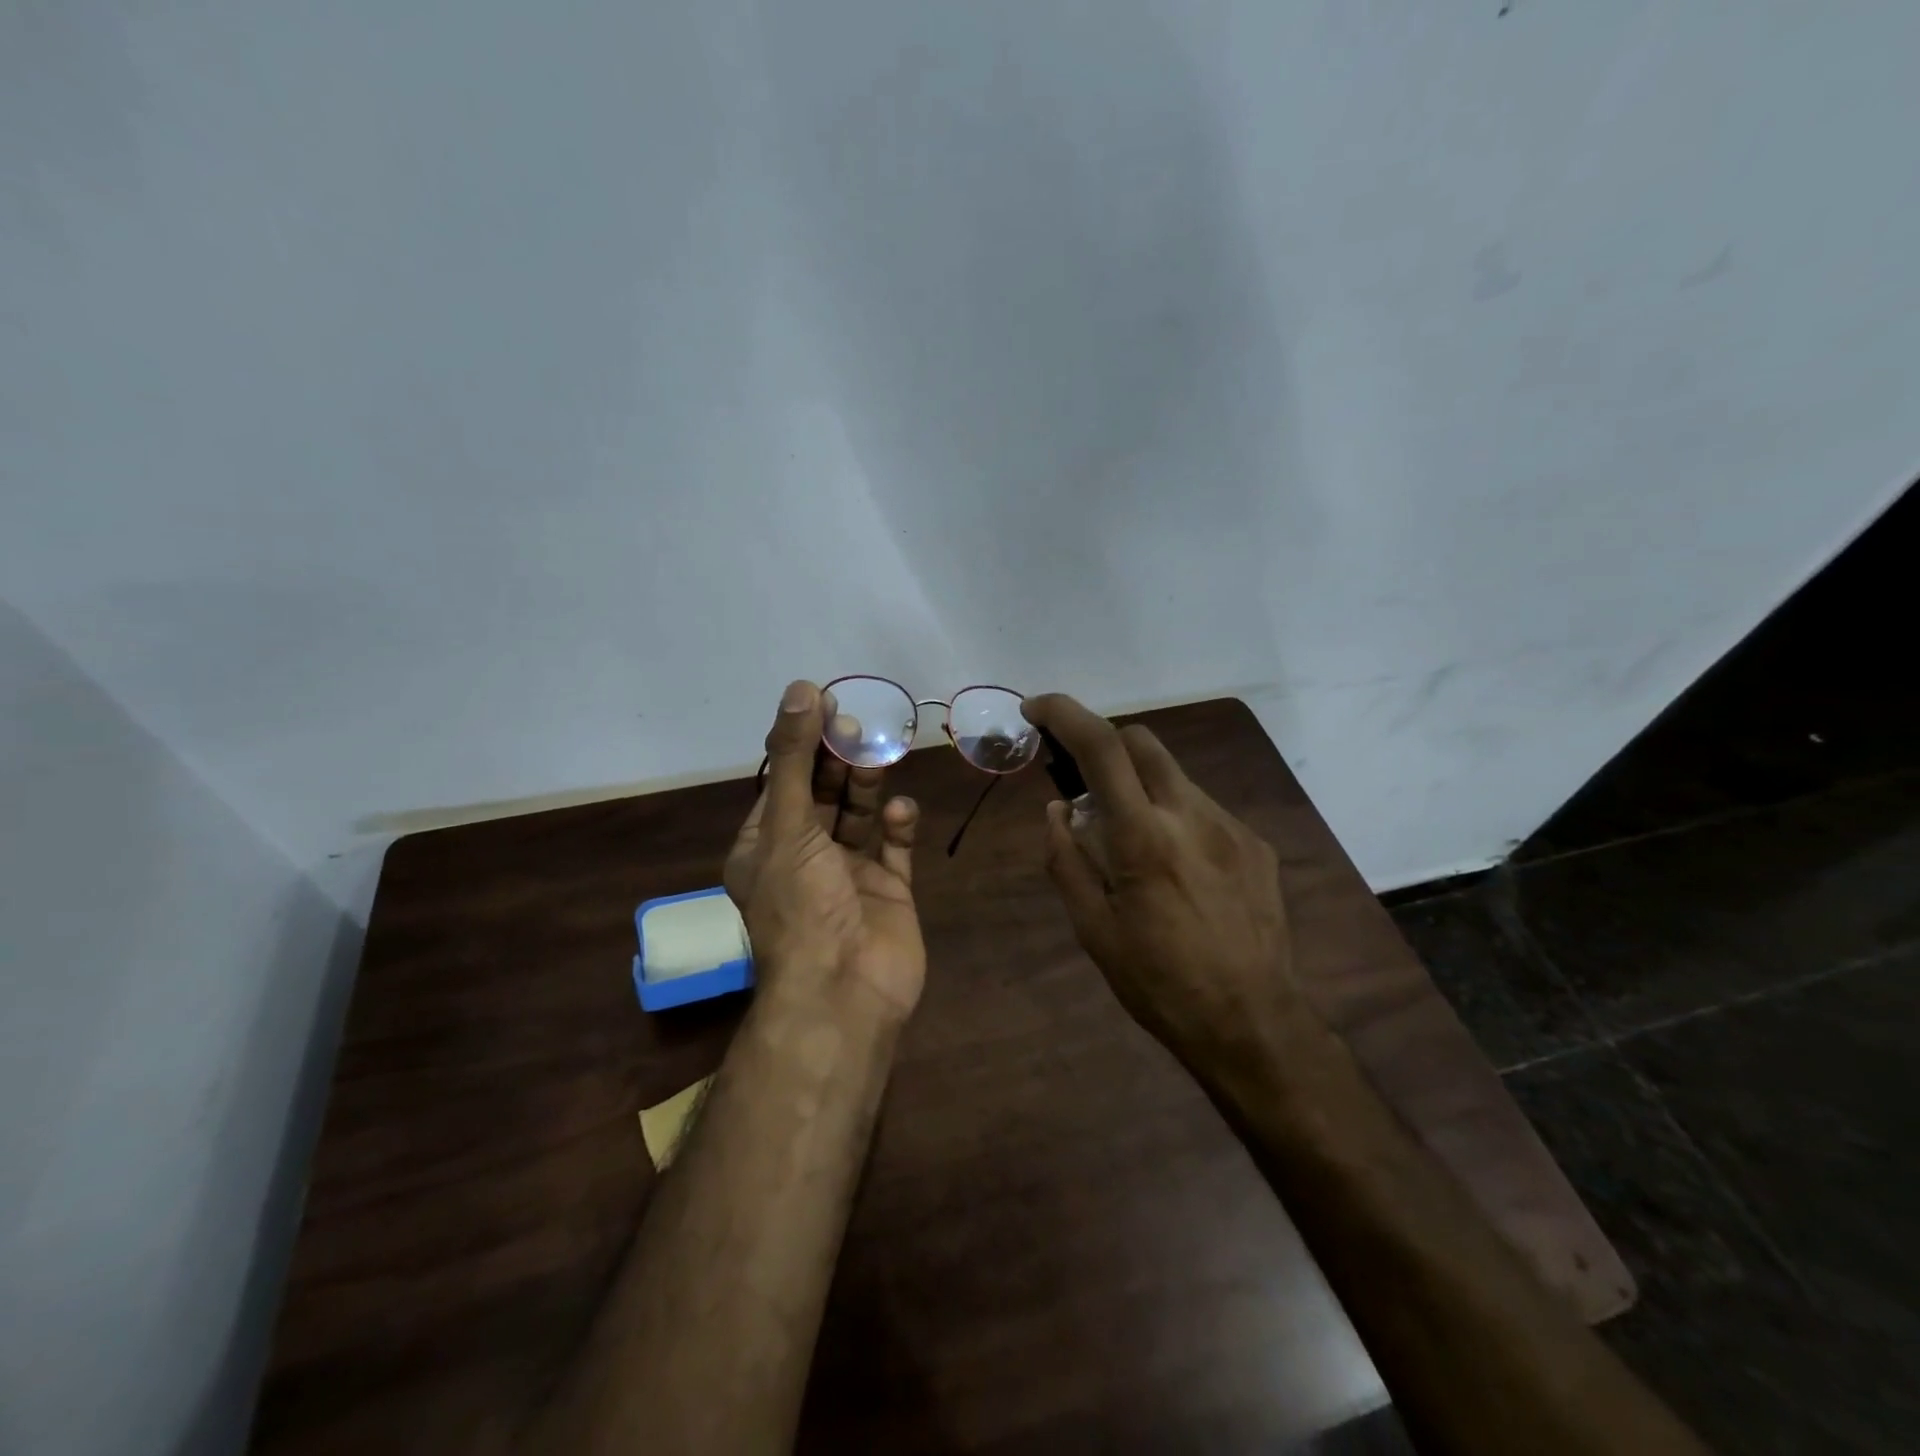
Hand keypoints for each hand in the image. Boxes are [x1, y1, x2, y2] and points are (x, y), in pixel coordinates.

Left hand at [725, 681, 926, 1021]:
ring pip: (858, 816)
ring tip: (879, 757)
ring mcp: (849, 875)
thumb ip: (795, 758)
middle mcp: (805, 857)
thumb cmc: (802, 906)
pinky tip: (903, 811)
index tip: (825, 704)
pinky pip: (894, 848)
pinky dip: (899, 826)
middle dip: (837, 760)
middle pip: (821, 794)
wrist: (844, 992)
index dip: (802, 743)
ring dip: (867, 786)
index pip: (783, 781)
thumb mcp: (787, 826)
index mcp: (766, 846)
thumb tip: (800, 689)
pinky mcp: (888, 891)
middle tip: (858, 726)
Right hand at [1021, 693, 1309, 1079]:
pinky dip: (1174, 816)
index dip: (1063, 713)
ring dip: (1140, 786)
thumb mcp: (1093, 930)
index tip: (1036, 709)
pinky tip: (1176, 868)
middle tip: (1083, 785)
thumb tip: (1057, 809)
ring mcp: (1231, 827)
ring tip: (1131, 843)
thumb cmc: (1159, 983)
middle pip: (1142, 740)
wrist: (1254, 1024)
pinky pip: (1203, 809)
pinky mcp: (1256, 845)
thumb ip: (1066, 859)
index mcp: (1143, 838)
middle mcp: (1191, 816)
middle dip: (1103, 744)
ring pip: (1174, 775)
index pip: (1100, 747)